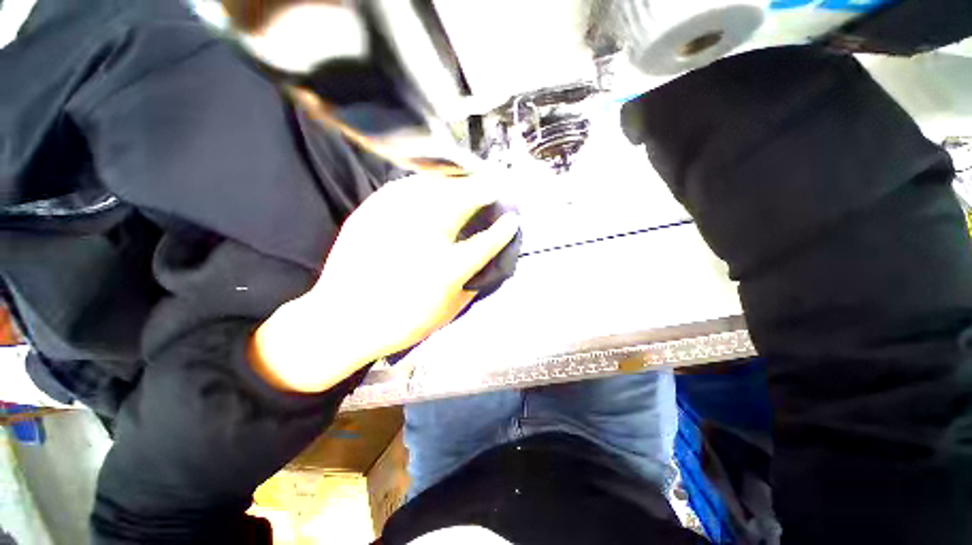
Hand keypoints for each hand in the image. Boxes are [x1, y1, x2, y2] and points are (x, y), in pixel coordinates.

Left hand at [251, 175, 519, 392]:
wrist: (342, 321)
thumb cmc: (401, 323)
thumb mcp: (447, 312)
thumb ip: (472, 285)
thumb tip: (487, 263)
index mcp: (446, 269)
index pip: (485, 242)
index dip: (503, 229)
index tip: (513, 219)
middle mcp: (423, 238)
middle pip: (461, 201)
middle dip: (483, 188)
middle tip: (494, 184)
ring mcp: (394, 221)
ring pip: (433, 186)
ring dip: (456, 180)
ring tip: (468, 178)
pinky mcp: (371, 213)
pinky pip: (404, 187)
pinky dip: (424, 182)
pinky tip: (432, 184)